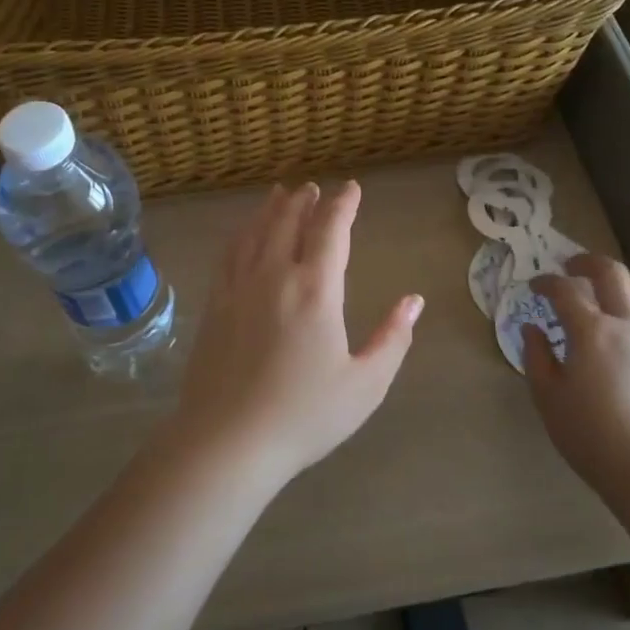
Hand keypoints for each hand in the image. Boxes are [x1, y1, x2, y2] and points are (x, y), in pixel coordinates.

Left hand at [169, 181, 423, 485]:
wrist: (227, 441)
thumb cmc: (304, 415)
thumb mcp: (365, 384)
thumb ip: (393, 339)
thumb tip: (414, 301)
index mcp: (315, 289)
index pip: (332, 231)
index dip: (343, 205)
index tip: (352, 188)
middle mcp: (275, 276)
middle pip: (289, 222)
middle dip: (305, 201)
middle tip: (313, 188)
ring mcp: (239, 288)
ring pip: (256, 232)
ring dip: (271, 209)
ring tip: (280, 194)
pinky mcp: (215, 305)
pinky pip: (229, 254)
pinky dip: (242, 233)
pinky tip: (244, 233)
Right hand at [521, 253, 629, 497]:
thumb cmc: (589, 433)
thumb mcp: (548, 397)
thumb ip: (537, 356)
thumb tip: (532, 329)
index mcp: (591, 331)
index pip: (566, 290)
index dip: (546, 282)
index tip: (533, 287)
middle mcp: (625, 325)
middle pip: (612, 273)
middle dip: (587, 262)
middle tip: (568, 267)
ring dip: (617, 278)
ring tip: (600, 286)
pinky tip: (617, 325)